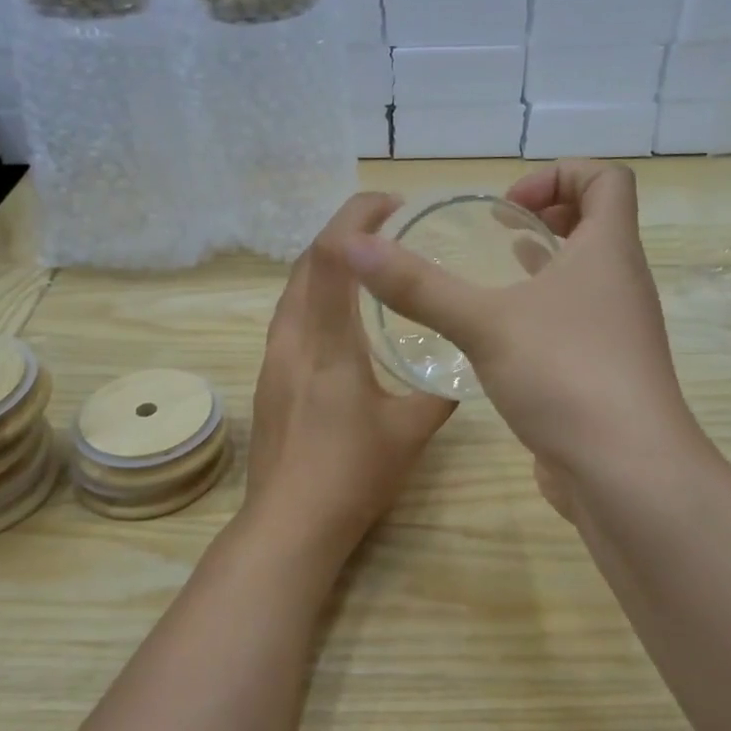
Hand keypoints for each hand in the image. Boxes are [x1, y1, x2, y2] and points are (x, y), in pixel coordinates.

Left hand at [243, 193, 455, 557]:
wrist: (290, 523)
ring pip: (293, 290)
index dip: (357, 217)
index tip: (395, 207)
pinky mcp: (268, 379)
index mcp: (327, 343)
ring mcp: (273, 359)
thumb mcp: (411, 431)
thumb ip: (439, 392)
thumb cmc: (352, 475)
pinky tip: (343, 318)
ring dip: (327, 264)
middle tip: (388, 230)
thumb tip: (462, 369)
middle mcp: (291, 339)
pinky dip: (316, 296)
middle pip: (306, 262)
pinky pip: (291, 317)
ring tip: (369, 266)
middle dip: (344, 233)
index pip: (330, 255)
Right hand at [343, 161, 703, 502]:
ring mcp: (618, 335)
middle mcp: (622, 286)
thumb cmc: (565, 375)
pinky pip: (577, 326)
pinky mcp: (604, 376)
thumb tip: (353, 246)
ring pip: (586, 281)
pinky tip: (502, 341)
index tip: (509, 203)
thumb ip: (419, 287)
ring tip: (496, 275)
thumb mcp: (484, 324)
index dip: (560, 174)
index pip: (608, 179)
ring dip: (545, 268)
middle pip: (599, 226)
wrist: (624, 472)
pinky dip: (543, 317)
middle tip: (499, 233)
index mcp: (609, 252)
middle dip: (549, 217)